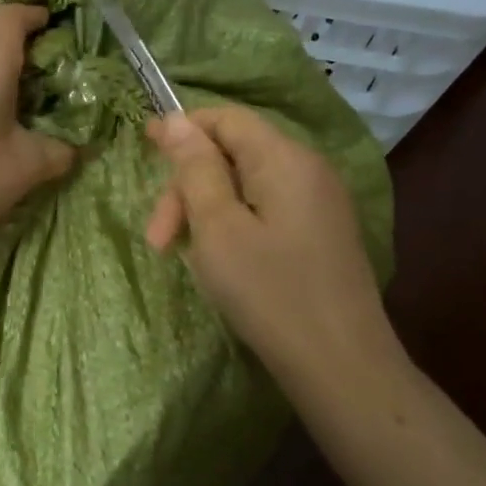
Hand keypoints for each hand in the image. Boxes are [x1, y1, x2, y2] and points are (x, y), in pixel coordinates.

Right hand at [145, 107, 391, 383]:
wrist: (341, 367)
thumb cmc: (270, 293)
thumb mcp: (218, 228)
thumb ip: (195, 169)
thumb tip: (174, 120)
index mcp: (284, 158)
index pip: (226, 118)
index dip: (182, 129)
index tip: (143, 153)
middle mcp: (308, 168)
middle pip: (234, 153)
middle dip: (188, 186)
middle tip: (159, 239)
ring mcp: (320, 202)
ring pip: (247, 184)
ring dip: (206, 209)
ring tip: (182, 254)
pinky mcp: (322, 233)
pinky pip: (267, 209)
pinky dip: (234, 224)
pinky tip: (219, 261)